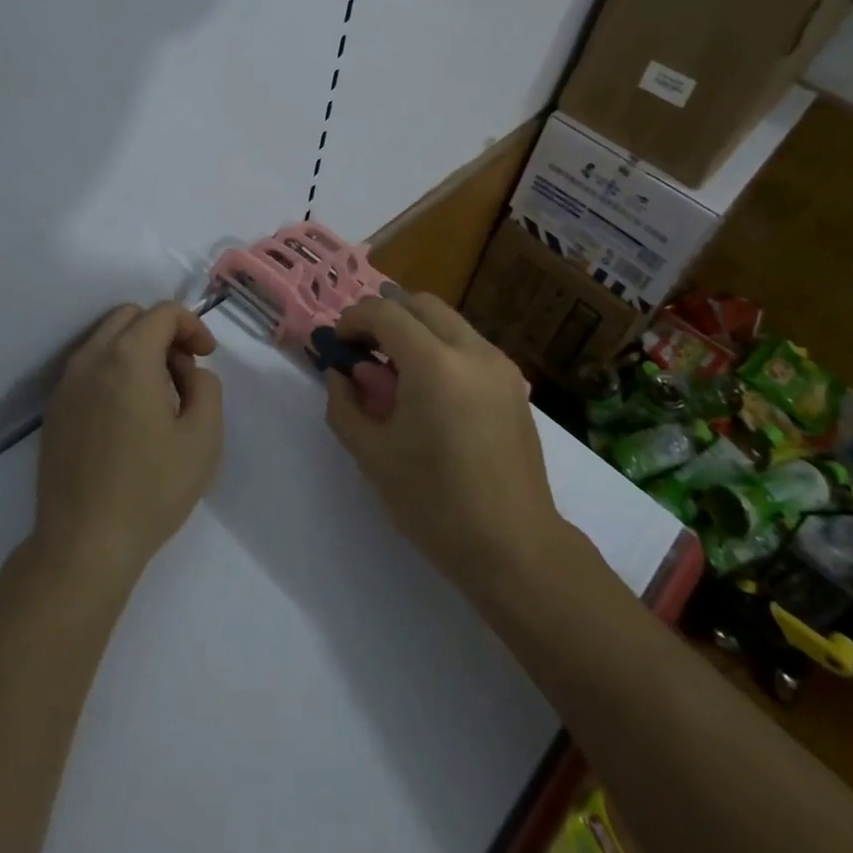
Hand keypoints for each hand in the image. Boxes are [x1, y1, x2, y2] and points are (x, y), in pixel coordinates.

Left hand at [34, 302, 223, 587]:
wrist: (84, 544)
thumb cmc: (151, 489)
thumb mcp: (204, 436)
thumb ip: (206, 386)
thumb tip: (189, 372)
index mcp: (129, 357)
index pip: (163, 312)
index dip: (192, 326)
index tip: (206, 357)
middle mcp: (91, 358)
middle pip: (130, 316)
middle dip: (162, 331)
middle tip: (183, 371)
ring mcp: (66, 383)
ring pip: (105, 339)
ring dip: (136, 349)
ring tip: (158, 395)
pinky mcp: (54, 409)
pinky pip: (88, 367)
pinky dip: (113, 370)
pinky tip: (127, 415)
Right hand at [326, 293, 576, 599]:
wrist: (514, 547)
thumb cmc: (435, 504)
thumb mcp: (373, 456)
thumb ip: (345, 406)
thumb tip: (341, 375)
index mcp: (434, 364)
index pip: (385, 312)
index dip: (354, 319)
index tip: (337, 343)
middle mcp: (472, 351)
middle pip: (421, 304)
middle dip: (386, 316)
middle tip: (364, 349)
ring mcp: (500, 365)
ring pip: (448, 322)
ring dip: (415, 330)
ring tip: (395, 372)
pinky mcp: (515, 384)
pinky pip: (470, 345)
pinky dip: (441, 348)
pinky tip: (430, 391)